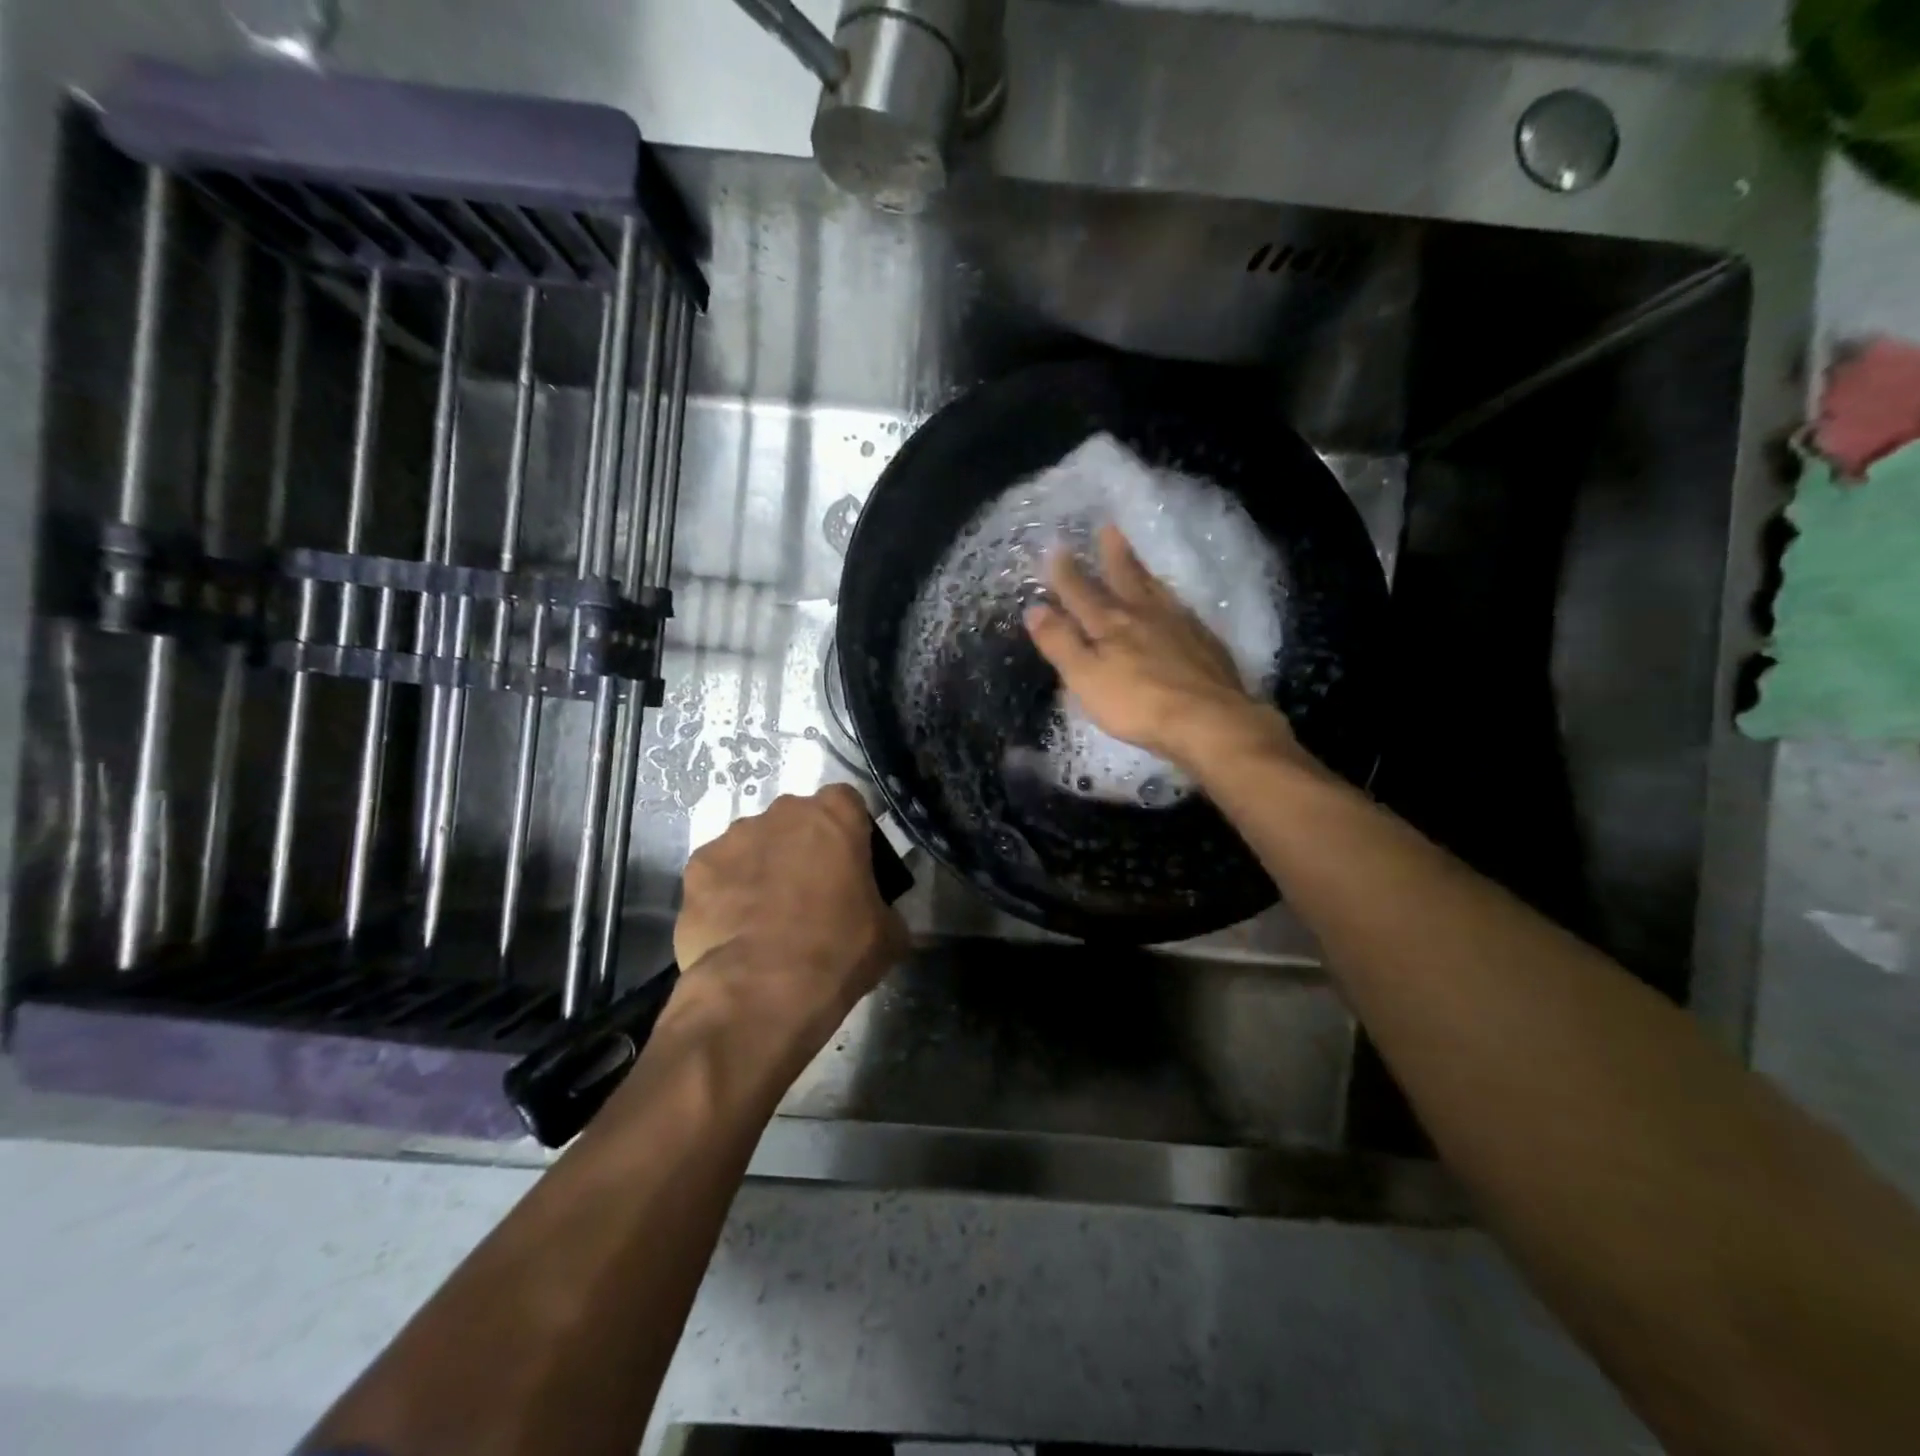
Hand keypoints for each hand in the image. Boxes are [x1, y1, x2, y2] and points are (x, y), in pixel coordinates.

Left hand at [672, 785, 908, 1038]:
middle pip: (797, 821)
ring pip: (754, 844)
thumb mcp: (888, 935)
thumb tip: (880, 917)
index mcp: (835, 815)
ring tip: (765, 916)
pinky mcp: (697, 868)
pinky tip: (734, 930)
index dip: (849, 834)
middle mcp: (782, 812)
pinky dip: (726, 893)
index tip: (851, 866)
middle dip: (803, 847)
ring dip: (762, 867)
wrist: (760, 990)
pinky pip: (719, 873)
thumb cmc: (837, 951)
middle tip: (810, 893)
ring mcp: (733, 837)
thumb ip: (885, 909)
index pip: (848, 803)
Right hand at [1024, 524, 1295, 772]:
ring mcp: (1179, 625)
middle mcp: (1144, 615)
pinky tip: (1176, 604)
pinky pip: (1182, 609)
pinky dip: (1172, 599)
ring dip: (1143, 572)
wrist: (1207, 719)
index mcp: (1110, 624)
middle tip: (1108, 528)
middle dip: (1112, 555)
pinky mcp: (1205, 642)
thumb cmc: (1137, 704)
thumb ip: (1060, 642)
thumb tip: (1034, 608)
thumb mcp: (1085, 677)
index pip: (1081, 593)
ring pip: (1156, 590)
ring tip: (1137, 558)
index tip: (1056, 548)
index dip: (1066, 573)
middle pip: (1125, 578)